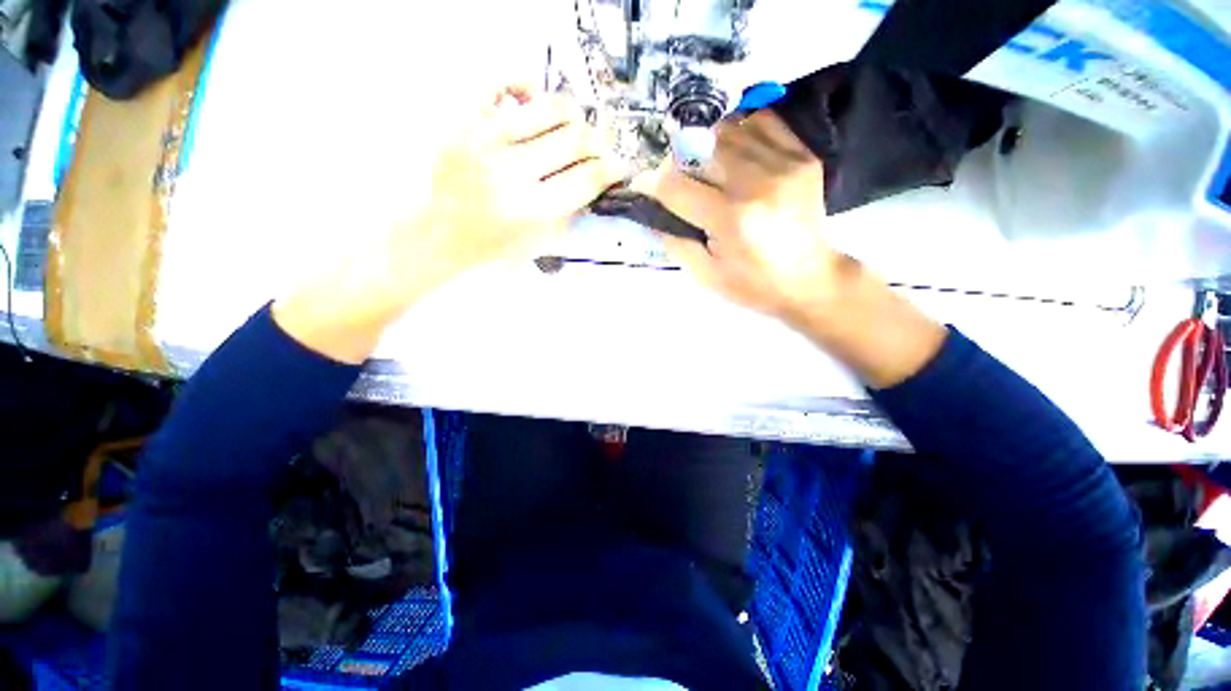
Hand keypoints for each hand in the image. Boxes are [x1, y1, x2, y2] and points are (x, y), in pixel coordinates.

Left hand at [388, 86, 625, 300]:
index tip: (619, 166)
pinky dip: (527, 87)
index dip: (612, 168)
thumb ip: (573, 211)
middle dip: (598, 143)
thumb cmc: (498, 249)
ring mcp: (486, 143)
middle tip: (599, 148)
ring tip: (573, 128)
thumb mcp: (544, 244)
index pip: (588, 177)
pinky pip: (502, 84)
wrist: (444, 236)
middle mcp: (512, 173)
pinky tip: (535, 102)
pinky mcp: (465, 124)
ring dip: (573, 116)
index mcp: (534, 211)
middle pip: (576, 140)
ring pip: (549, 108)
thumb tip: (599, 178)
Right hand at [638, 110, 945, 387]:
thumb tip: (651, 214)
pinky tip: (735, 153)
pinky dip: (741, 130)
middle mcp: (757, 183)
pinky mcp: (803, 156)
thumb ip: (675, 242)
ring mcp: (784, 164)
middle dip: (678, 161)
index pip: (676, 186)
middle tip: (678, 180)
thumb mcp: (707, 275)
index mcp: (731, 218)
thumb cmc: (754, 285)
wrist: (812, 280)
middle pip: (700, 147)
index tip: (643, 186)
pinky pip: (763, 121)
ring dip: (708, 145)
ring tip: (707, 167)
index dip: (651, 183)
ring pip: (730, 129)